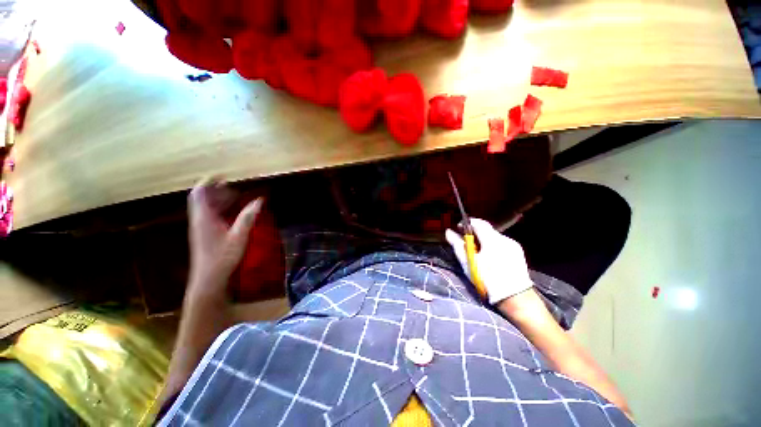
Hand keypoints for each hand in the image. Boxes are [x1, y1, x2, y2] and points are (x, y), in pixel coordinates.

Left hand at [187, 178, 262, 298]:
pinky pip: (211, 214)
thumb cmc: (222, 257)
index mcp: (204, 218)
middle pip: (204, 198)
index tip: (223, 175)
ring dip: (220, 199)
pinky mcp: (205, 233)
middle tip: (235, 187)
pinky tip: (233, 212)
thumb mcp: (239, 236)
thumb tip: (260, 200)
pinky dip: (221, 209)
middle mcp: (200, 219)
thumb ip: (248, 217)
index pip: (200, 193)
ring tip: (237, 197)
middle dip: (218, 189)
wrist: (209, 278)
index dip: (209, 181)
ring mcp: (201, 227)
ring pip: (207, 206)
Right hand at [445, 218, 532, 304]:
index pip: (478, 223)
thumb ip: (457, 245)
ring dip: (484, 240)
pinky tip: (490, 257)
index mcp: (492, 240)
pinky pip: (502, 243)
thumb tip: (448, 231)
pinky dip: (493, 246)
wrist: (514, 298)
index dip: (467, 223)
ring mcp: (513, 245)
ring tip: (478, 252)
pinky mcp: (518, 252)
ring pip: (494, 237)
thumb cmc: (487, 279)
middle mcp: (505, 239)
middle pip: (487, 229)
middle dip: (475, 233)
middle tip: (466, 242)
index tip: (459, 228)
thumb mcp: (468, 262)